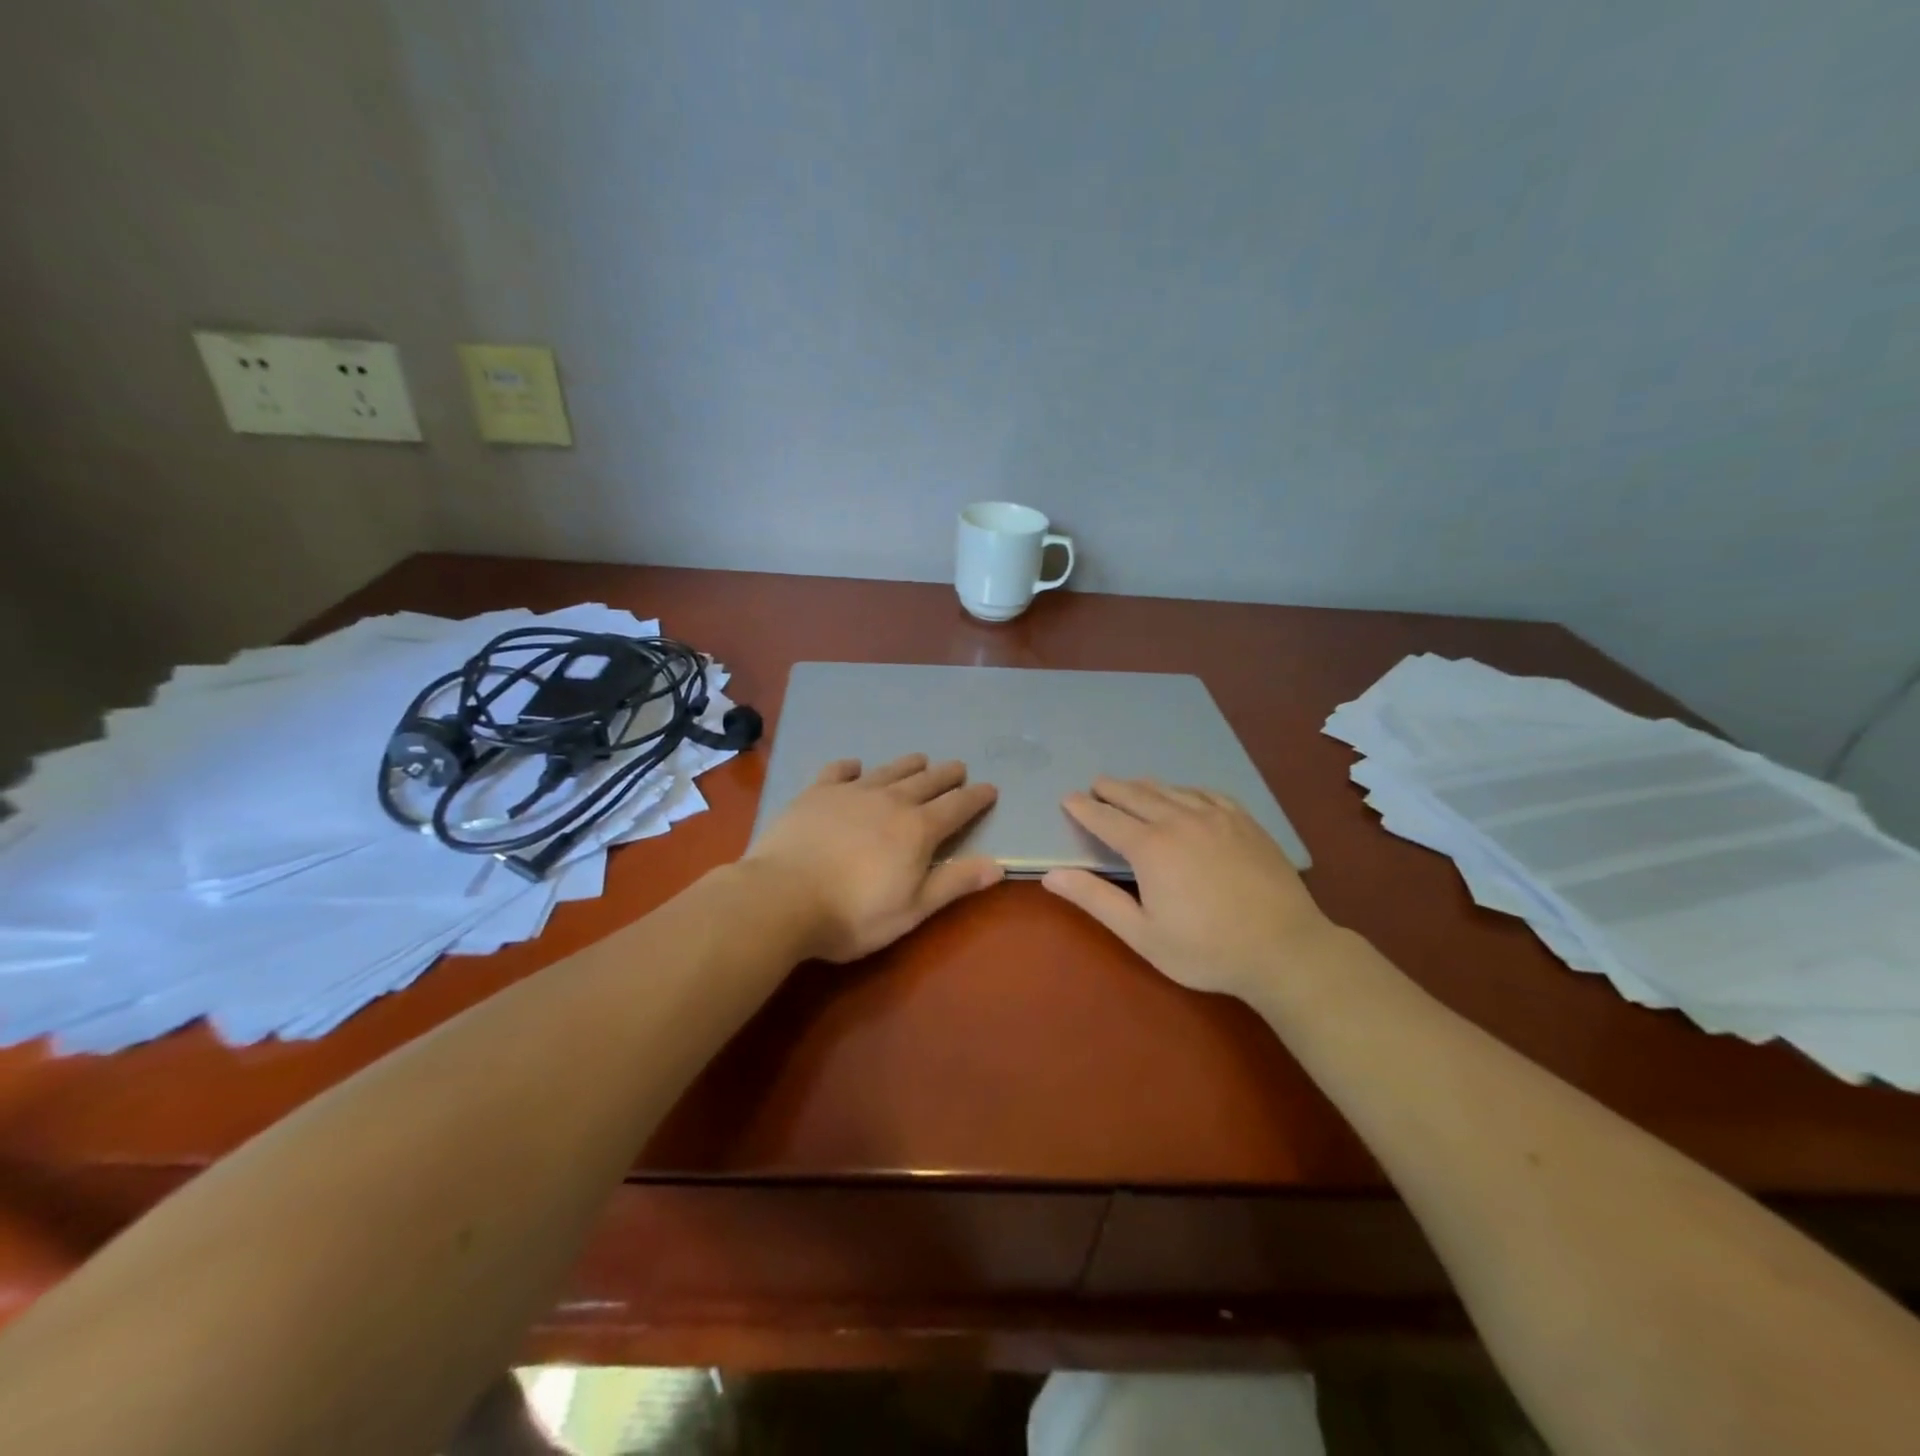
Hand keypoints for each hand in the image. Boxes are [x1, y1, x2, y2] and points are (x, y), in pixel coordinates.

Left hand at [745, 754, 1003, 961]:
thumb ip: (954, 883)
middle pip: (926, 782)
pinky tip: (854, 765)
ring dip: (908, 764)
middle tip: (958, 768)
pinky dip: (851, 766)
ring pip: (888, 771)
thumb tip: (998, 865)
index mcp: (917, 830)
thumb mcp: (912, 909)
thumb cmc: (853, 914)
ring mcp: (851, 793)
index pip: (957, 807)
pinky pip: (838, 771)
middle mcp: (890, 801)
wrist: (782, 897)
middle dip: (946, 775)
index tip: (990, 788)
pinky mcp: (816, 793)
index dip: (976, 798)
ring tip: (920, 758)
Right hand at [1042, 777, 1330, 996]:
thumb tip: (1052, 875)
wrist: (1285, 948)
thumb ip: (1096, 900)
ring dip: (1145, 786)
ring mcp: (1216, 817)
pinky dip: (1185, 790)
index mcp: (1150, 847)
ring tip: (1131, 785)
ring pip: (1171, 790)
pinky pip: (1206, 794)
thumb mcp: (1142, 934)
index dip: (1084, 808)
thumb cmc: (1206, 949)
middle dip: (1111, 789)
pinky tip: (1184, 794)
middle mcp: (1179, 820)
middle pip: (1137, 795)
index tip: (1069, 798)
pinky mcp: (1244, 821)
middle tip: (1096, 785)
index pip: (1107, 819)